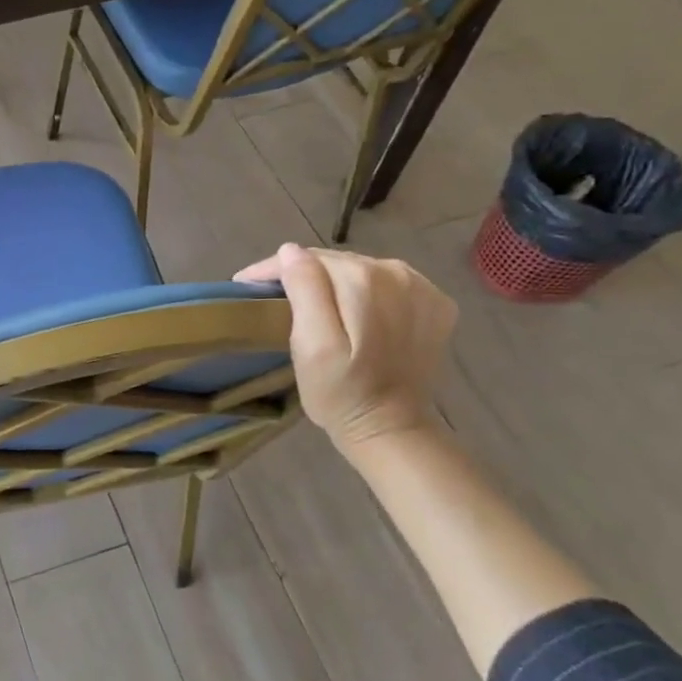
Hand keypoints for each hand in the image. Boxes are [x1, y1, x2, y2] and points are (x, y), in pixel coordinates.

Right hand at [234, 244, 456, 452]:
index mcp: (363, 279)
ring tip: (310, 302)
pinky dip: (368, 293)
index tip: (245, 283)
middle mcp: (398, 273)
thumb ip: (305, 290)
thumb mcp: (311, 345)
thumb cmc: (340, 392)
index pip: (309, 258)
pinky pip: (389, 285)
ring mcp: (423, 288)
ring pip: (362, 269)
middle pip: (337, 261)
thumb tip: (291, 251)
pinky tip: (354, 312)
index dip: (272, 268)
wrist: (391, 429)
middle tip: (273, 296)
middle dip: (303, 273)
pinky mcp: (436, 305)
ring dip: (335, 281)